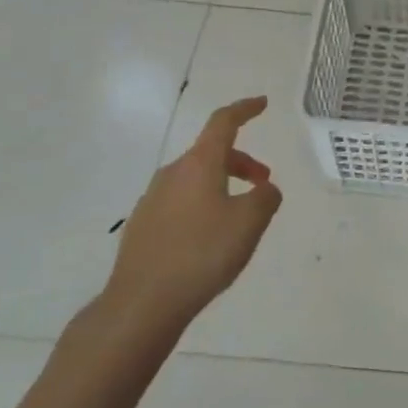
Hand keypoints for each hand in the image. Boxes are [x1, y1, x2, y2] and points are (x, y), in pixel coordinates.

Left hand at [101, 96, 282, 338]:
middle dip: (241, 161)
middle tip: (263, 182)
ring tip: (239, 216)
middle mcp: (172, 174)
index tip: (262, 103)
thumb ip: (266, 197)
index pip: (223, 123)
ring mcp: (152, 200)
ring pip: (195, 179)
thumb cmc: (202, 254)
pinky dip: (202, 205)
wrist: (141, 304)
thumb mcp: (250, 223)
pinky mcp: (142, 227)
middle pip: (210, 153)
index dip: (244, 109)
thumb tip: (264, 189)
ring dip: (222, 185)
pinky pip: (180, 202)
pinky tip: (209, 238)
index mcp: (198, 164)